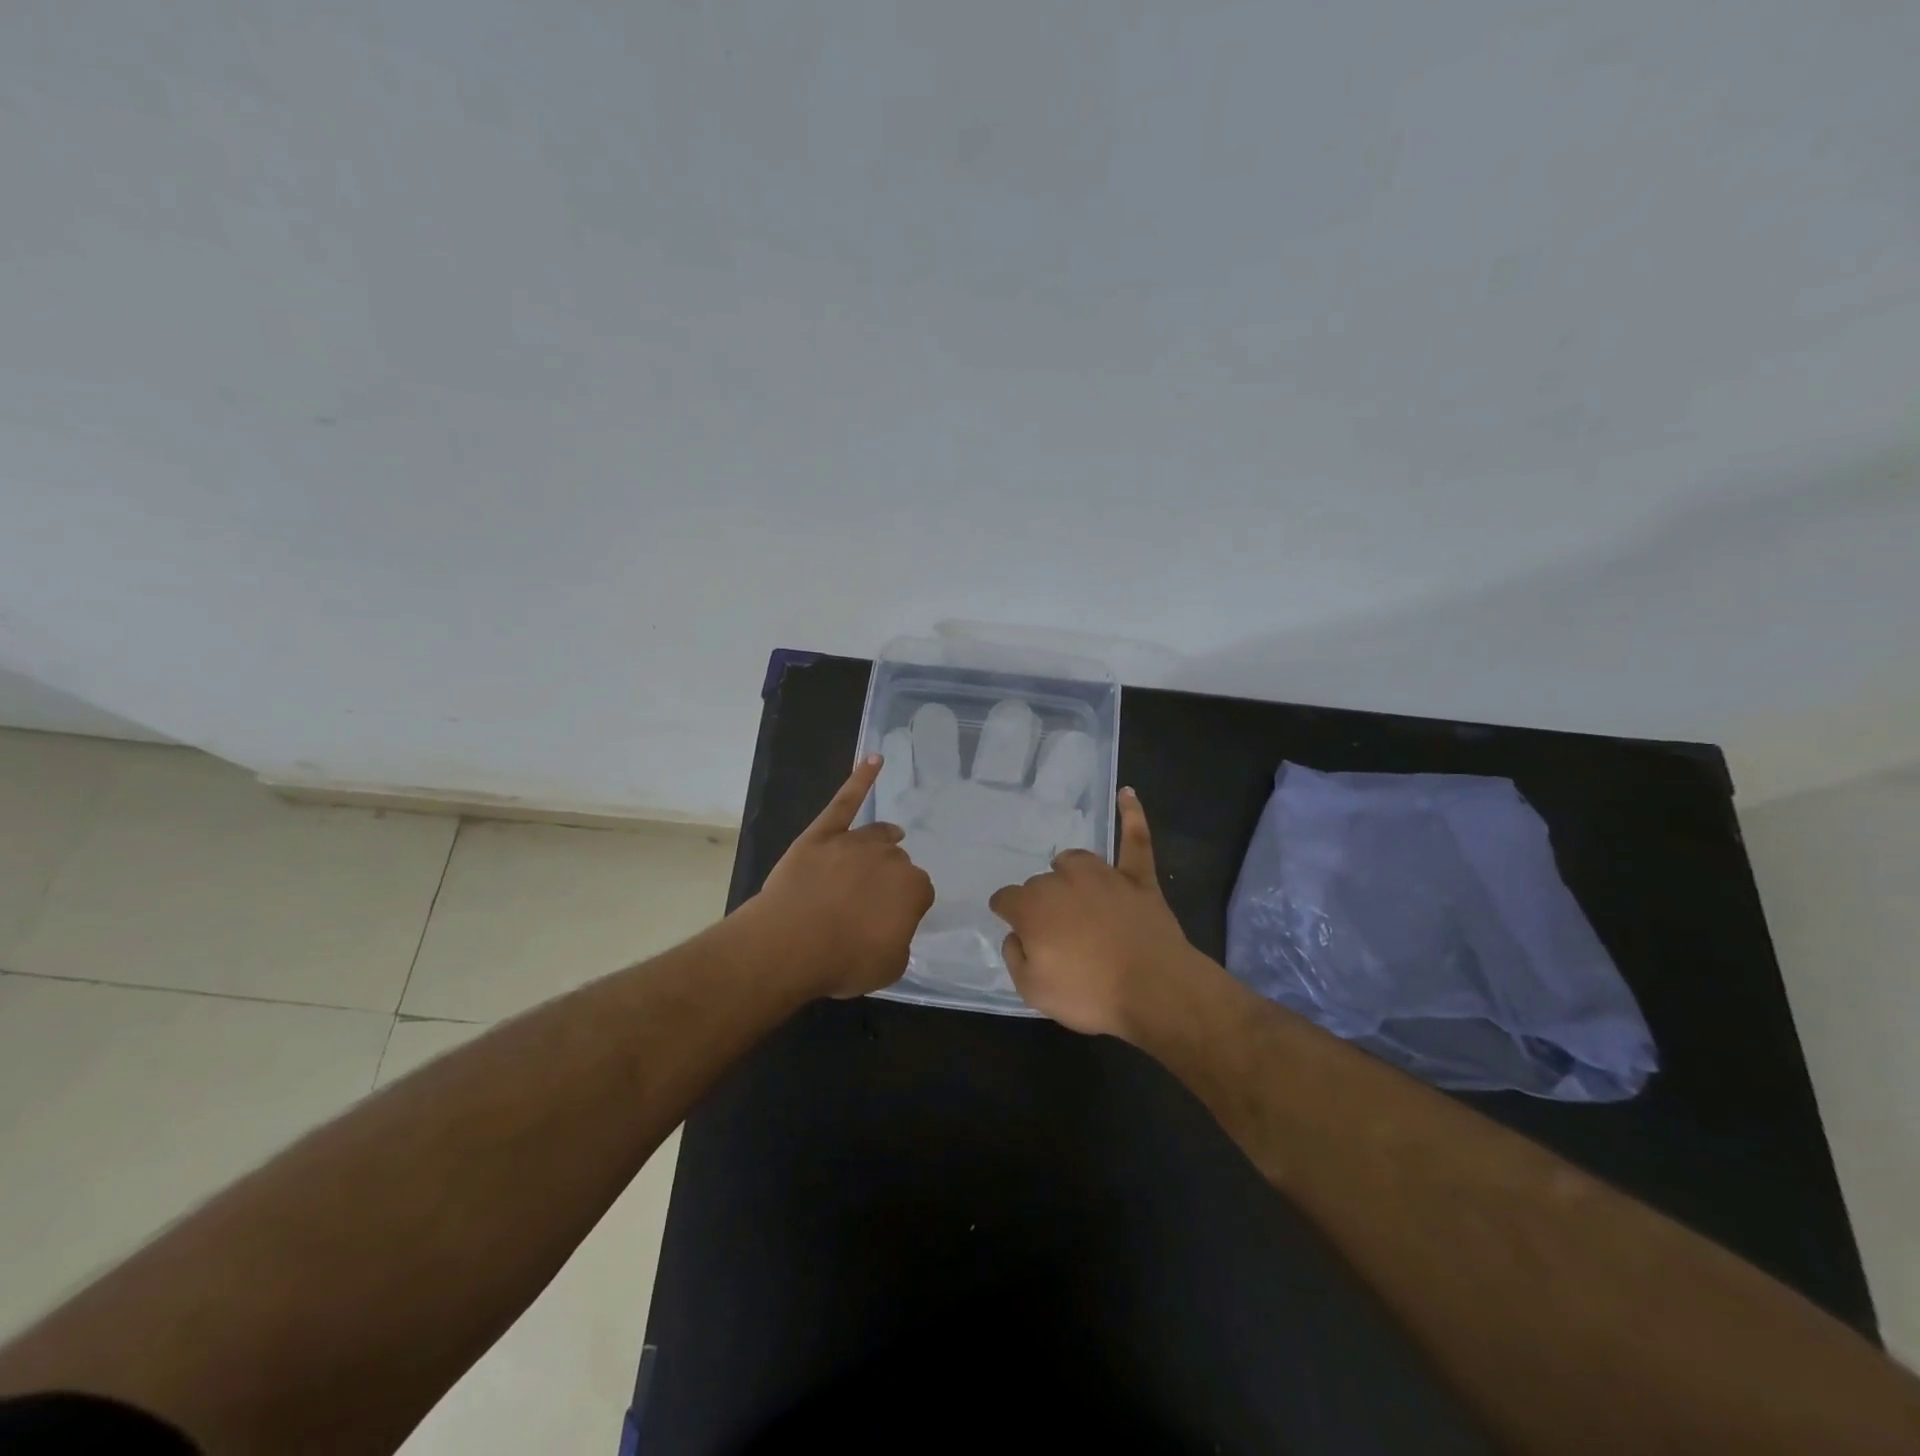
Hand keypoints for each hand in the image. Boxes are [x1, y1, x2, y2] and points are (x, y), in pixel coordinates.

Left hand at [748, 755, 934, 999]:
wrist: (789, 944)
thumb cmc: (842, 961)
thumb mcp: (889, 966)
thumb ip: (900, 939)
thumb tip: (892, 926)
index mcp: (913, 888)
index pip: (919, 892)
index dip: (905, 908)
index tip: (891, 922)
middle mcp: (890, 857)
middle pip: (898, 861)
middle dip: (889, 878)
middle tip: (871, 902)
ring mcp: (854, 841)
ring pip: (877, 835)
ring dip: (883, 841)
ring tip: (888, 842)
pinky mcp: (823, 833)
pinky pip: (845, 801)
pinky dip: (861, 779)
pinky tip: (874, 759)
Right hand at [988, 788, 1194, 1038]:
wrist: (1155, 990)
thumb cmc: (1089, 994)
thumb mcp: (1033, 991)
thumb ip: (1015, 956)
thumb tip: (1017, 934)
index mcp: (1033, 907)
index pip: (1006, 899)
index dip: (1007, 913)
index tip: (1015, 928)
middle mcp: (1062, 881)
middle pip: (1041, 884)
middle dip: (1042, 904)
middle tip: (1057, 936)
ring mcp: (1103, 875)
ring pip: (1074, 861)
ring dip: (1069, 873)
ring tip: (1075, 893)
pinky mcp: (1138, 879)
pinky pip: (1134, 839)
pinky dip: (1131, 815)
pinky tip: (1127, 794)